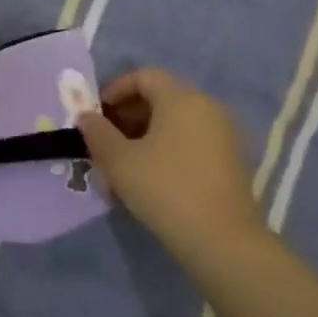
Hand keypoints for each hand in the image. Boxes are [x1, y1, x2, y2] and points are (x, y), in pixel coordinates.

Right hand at [77, 68, 264, 247]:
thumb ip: (97, 132)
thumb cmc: (164, 188)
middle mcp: (208, 108)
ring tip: (123, 163)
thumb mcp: (118, 160)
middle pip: (161, 97)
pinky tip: (149, 177)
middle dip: (128, 114)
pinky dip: (167, 149)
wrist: (221, 240)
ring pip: (175, 122)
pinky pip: (191, 141)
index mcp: (182, 98)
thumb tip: (86, 116)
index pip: (144, 76)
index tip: (96, 115)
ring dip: (145, 134)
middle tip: (104, 140)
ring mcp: (224, 135)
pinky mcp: (231, 161)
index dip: (115, 90)